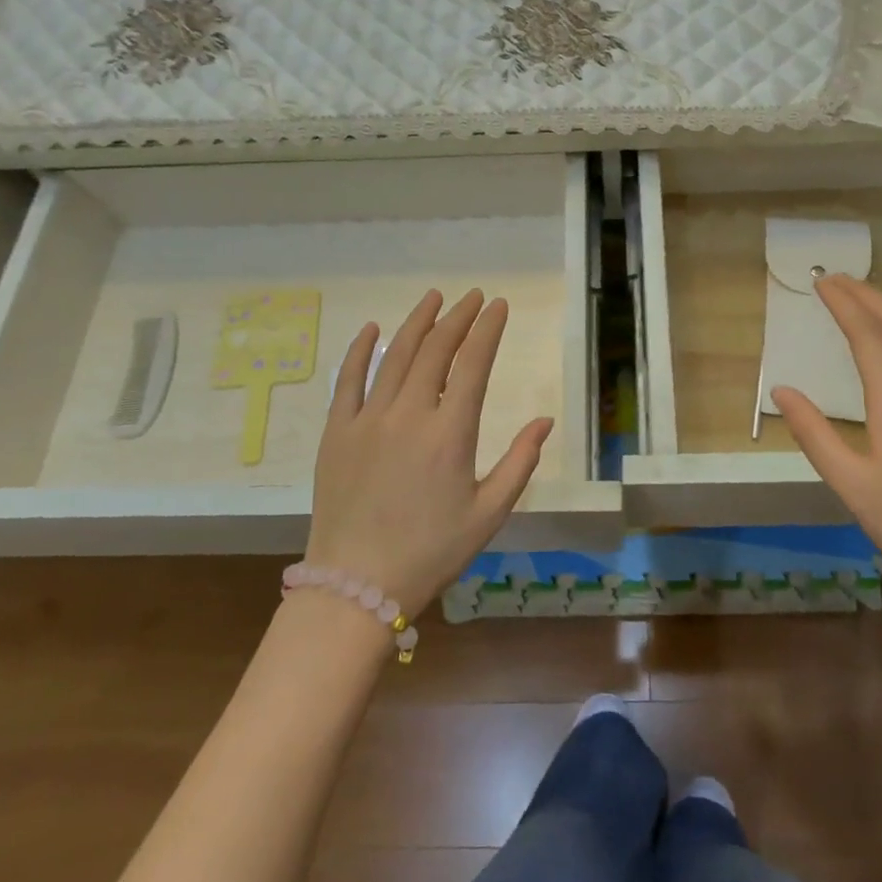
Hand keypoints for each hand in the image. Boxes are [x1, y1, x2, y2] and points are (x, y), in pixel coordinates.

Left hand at [307, 288, 552, 616]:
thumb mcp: (488, 513)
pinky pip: (348, 380)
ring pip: (395, 355)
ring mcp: (368, 419)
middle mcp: (409, 414)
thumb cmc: (431, 551)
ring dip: (417, 322)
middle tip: (474, 297)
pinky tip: (373, 328)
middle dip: (458, 318)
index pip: (473, 364)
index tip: (499, 306)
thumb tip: (544, 421)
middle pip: (436, 350)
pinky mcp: (337, 431)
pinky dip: (361, 350)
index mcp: (450, 433)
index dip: (488, 330)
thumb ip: (520, 462)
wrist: (357, 584)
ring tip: (434, 298)